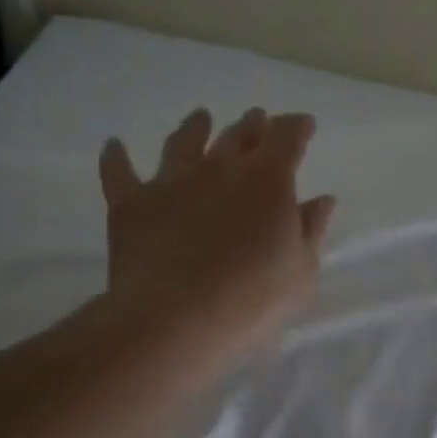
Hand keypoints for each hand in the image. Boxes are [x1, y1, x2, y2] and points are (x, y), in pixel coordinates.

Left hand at [99, 108, 335, 361]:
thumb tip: (322, 200)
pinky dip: (116, 157)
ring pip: (184, 141)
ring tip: (200, 118)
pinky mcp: (131, 202)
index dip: (297, 127)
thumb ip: (311, 230)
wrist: (176, 320)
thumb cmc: (251, 300)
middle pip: (238, 134)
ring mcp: (172, 181)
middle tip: (257, 120)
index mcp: (267, 180)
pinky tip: (114, 146)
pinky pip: (119, 171)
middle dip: (252, 125)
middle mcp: (220, 167)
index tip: (303, 125)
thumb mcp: (300, 272)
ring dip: (195, 127)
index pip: (287, 137)